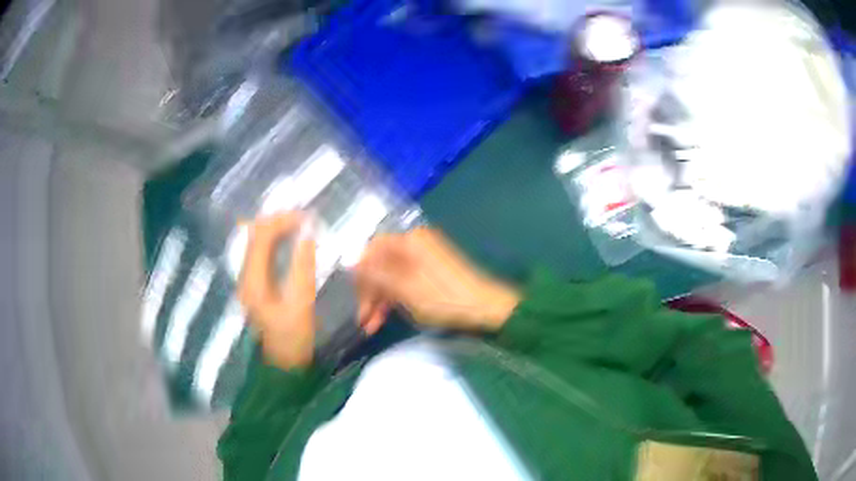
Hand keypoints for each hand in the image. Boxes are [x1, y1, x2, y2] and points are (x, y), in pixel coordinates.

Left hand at [238, 213, 314, 368]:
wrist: (283, 366)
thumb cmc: (294, 339)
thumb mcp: (301, 304)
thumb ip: (303, 268)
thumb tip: (307, 235)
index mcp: (253, 280)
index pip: (262, 236)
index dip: (283, 221)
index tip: (308, 218)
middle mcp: (245, 276)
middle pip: (255, 234)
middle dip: (278, 221)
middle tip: (304, 220)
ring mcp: (248, 281)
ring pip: (256, 241)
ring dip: (276, 230)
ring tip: (299, 227)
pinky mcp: (254, 285)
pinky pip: (260, 253)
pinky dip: (274, 242)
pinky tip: (288, 243)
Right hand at [354, 227, 519, 330]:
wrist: (484, 308)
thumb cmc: (443, 298)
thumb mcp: (404, 289)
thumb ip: (376, 275)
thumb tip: (350, 262)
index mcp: (409, 241)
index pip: (371, 251)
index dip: (360, 275)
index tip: (356, 299)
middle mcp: (415, 243)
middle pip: (381, 265)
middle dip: (370, 293)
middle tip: (364, 321)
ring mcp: (423, 257)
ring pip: (391, 276)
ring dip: (380, 300)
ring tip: (371, 327)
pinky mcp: (430, 271)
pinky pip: (404, 281)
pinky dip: (394, 299)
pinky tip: (386, 318)